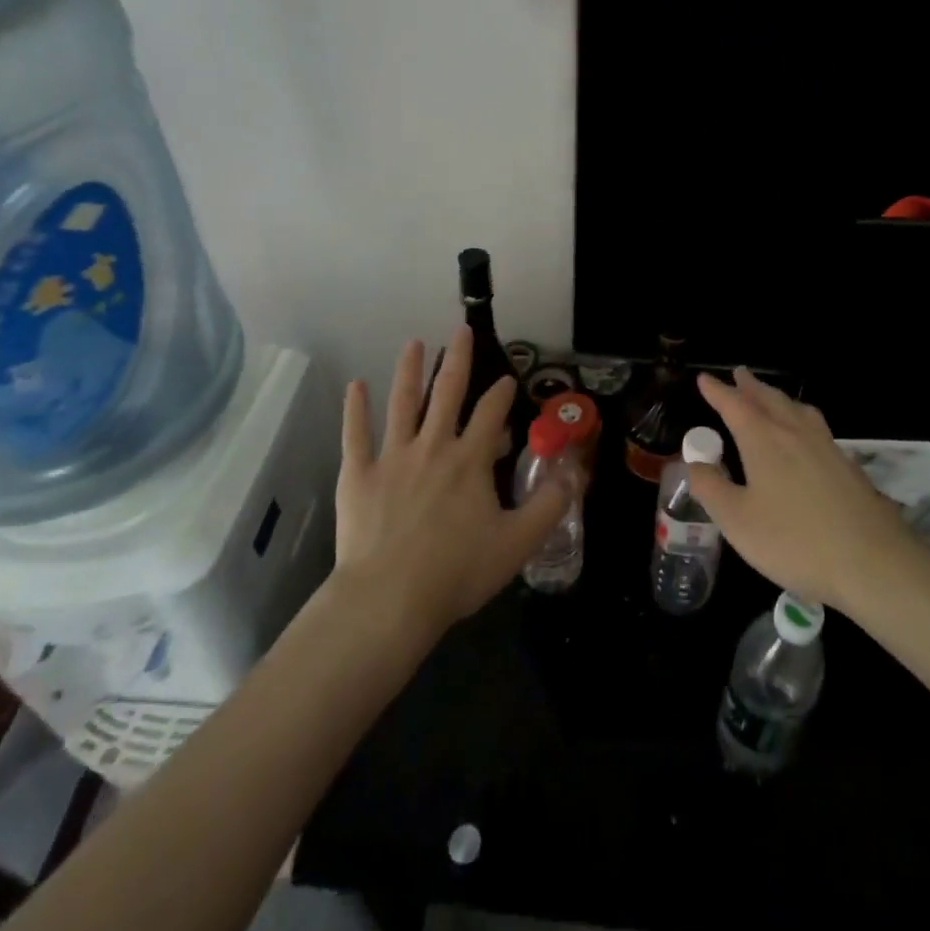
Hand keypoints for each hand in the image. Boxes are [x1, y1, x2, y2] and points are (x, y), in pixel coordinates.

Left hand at [335, 328, 575, 635]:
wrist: (390, 599)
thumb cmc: (457, 572)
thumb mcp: (518, 542)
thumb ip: (549, 505)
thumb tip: (574, 472)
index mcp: (470, 460)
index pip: (491, 412)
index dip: (502, 392)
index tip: (508, 379)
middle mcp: (433, 446)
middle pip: (447, 392)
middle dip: (457, 358)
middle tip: (461, 330)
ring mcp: (393, 457)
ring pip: (403, 403)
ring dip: (408, 370)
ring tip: (413, 343)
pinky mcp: (359, 474)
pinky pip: (356, 434)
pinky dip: (355, 408)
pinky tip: (356, 385)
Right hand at [690, 368, 914, 611]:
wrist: (873, 562)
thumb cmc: (795, 541)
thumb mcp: (737, 521)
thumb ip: (712, 489)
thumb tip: (694, 464)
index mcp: (764, 441)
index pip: (735, 406)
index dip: (718, 391)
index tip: (705, 378)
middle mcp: (795, 433)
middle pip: (769, 399)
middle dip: (751, 386)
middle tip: (739, 373)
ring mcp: (826, 448)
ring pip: (797, 410)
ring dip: (778, 397)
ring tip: (771, 396)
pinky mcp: (849, 467)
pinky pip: (817, 427)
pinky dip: (801, 418)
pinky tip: (806, 435)